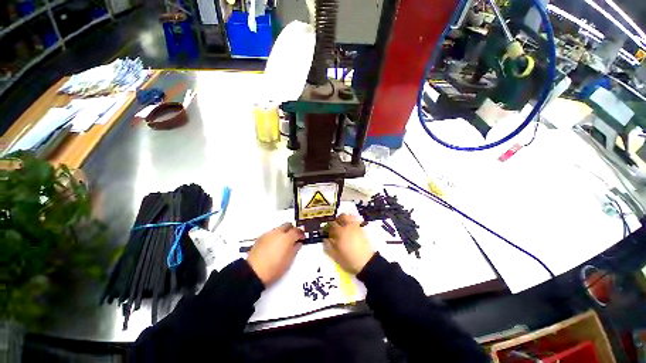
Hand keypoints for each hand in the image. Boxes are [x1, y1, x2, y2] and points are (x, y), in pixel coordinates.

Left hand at [247, 223, 304, 286]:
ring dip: (284, 232)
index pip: (297, 231)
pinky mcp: (260, 238)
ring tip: (284, 242)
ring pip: (279, 228)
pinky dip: (275, 236)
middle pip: (288, 225)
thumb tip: (298, 243)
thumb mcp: (289, 260)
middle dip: (292, 230)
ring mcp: (268, 234)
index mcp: (287, 237)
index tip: (302, 238)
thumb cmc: (274, 268)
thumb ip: (295, 249)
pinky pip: (271, 233)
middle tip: (294, 237)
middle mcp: (278, 232)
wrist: (253, 273)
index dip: (301, 234)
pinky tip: (274, 245)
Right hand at [324, 214, 374, 274]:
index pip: (331, 225)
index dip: (328, 228)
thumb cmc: (349, 260)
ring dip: (344, 219)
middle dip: (337, 220)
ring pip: (349, 216)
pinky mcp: (362, 229)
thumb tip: (325, 239)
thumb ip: (328, 246)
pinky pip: (356, 220)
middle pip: (341, 217)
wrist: (367, 263)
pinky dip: (352, 221)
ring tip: (343, 226)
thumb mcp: (335, 256)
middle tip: (335, 227)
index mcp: (340, 233)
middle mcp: (348, 227)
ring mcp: (356, 227)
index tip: (327, 233)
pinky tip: (350, 228)